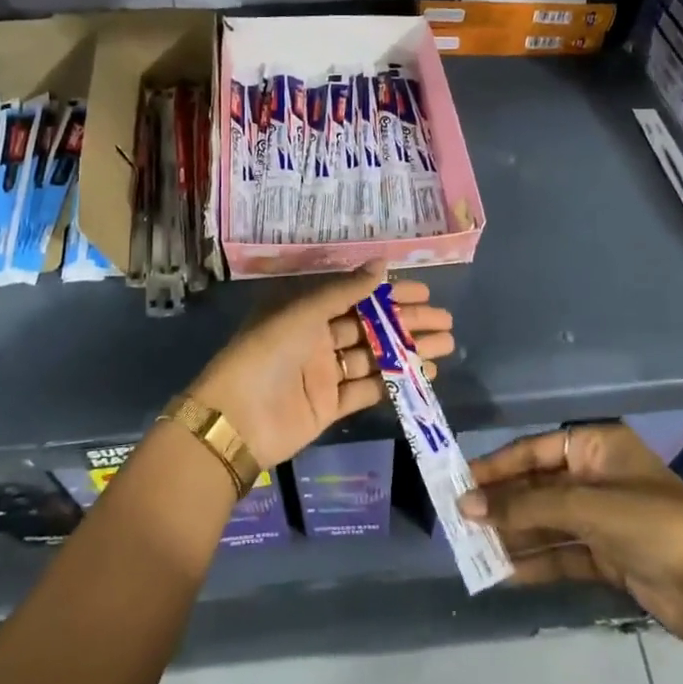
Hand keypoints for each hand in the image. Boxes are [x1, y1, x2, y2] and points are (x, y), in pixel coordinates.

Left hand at [187, 264, 455, 468]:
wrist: (237, 419)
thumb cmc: (267, 353)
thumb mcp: (303, 313)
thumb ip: (345, 291)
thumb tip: (383, 264)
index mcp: (305, 311)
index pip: (355, 296)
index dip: (390, 293)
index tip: (425, 292)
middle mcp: (316, 338)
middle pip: (370, 326)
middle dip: (407, 322)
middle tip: (445, 321)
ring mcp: (324, 373)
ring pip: (374, 357)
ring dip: (408, 351)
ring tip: (445, 345)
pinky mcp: (330, 405)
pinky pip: (368, 388)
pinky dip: (395, 381)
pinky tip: (424, 374)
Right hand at [458, 422, 682, 652]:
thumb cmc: (653, 526)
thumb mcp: (586, 507)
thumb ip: (526, 506)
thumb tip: (468, 506)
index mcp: (598, 447)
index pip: (535, 450)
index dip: (497, 467)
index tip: (461, 484)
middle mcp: (597, 477)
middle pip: (538, 486)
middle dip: (503, 505)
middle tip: (461, 521)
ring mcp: (603, 518)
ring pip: (547, 521)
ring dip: (514, 535)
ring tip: (475, 549)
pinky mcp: (608, 555)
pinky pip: (562, 552)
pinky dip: (536, 561)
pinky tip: (505, 572)